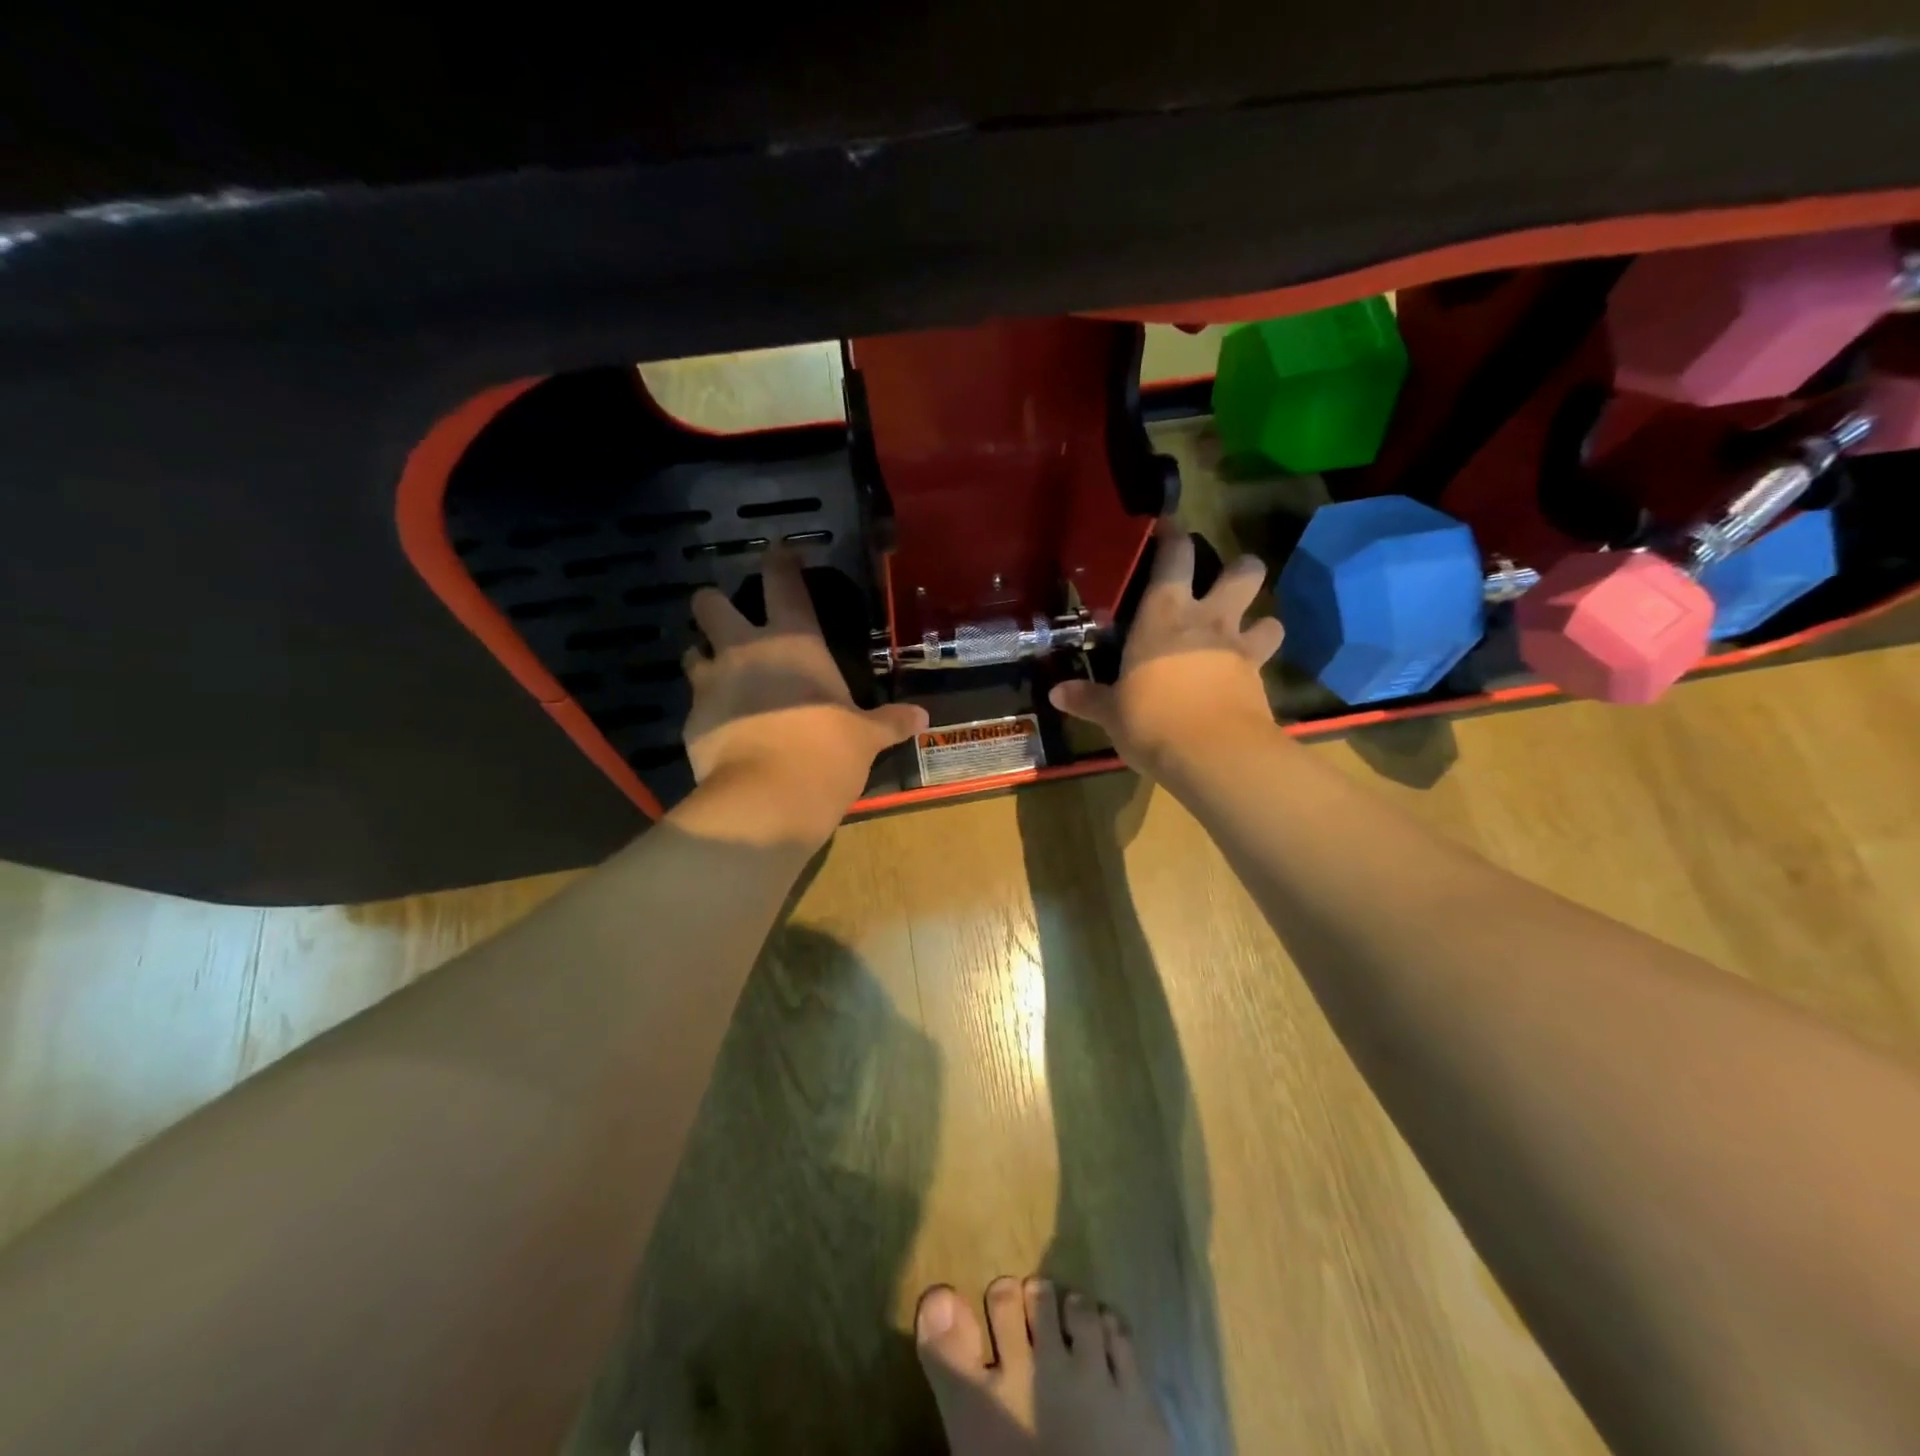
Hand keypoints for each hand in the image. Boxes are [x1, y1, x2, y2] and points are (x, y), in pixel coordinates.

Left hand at [681, 550, 927, 844]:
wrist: (770, 797)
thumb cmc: (828, 752)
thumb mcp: (866, 737)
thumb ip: (890, 722)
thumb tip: (923, 717)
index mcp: (794, 641)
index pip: (782, 582)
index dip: (779, 561)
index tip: (778, 551)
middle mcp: (745, 650)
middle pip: (710, 604)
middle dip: (713, 605)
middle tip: (728, 621)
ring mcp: (711, 683)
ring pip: (691, 651)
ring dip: (703, 658)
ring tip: (720, 677)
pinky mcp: (691, 721)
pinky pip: (694, 705)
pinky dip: (706, 712)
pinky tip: (722, 730)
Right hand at [1048, 522, 1280, 774]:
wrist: (1212, 755)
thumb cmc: (1150, 720)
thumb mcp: (1112, 712)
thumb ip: (1088, 699)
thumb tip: (1057, 694)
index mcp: (1164, 616)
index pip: (1174, 558)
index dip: (1174, 537)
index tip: (1170, 527)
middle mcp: (1208, 622)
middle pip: (1242, 573)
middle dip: (1241, 568)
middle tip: (1228, 578)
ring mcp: (1240, 650)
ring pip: (1268, 618)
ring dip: (1260, 621)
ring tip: (1246, 634)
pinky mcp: (1260, 682)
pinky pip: (1265, 663)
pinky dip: (1256, 667)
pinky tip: (1241, 681)